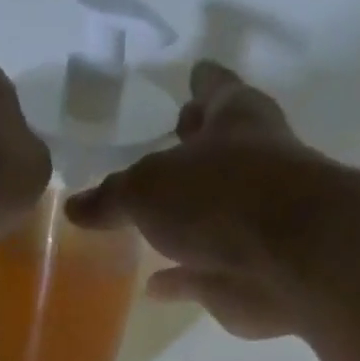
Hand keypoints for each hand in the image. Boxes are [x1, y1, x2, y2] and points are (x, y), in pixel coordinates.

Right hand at [63, 61, 322, 338]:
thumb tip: (74, 207)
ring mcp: (247, 223)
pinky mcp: (238, 273)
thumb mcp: (149, 188)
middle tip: (164, 148)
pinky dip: (176, 279)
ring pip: (206, 217)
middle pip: (214, 152)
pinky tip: (152, 286)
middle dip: (192, 150)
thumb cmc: (220, 199)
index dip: (202, 82)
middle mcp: (247, 165)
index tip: (193, 74)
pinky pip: (196, 274)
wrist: (285, 261)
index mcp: (234, 121)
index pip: (215, 90)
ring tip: (147, 226)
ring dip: (182, 222)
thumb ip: (112, 196)